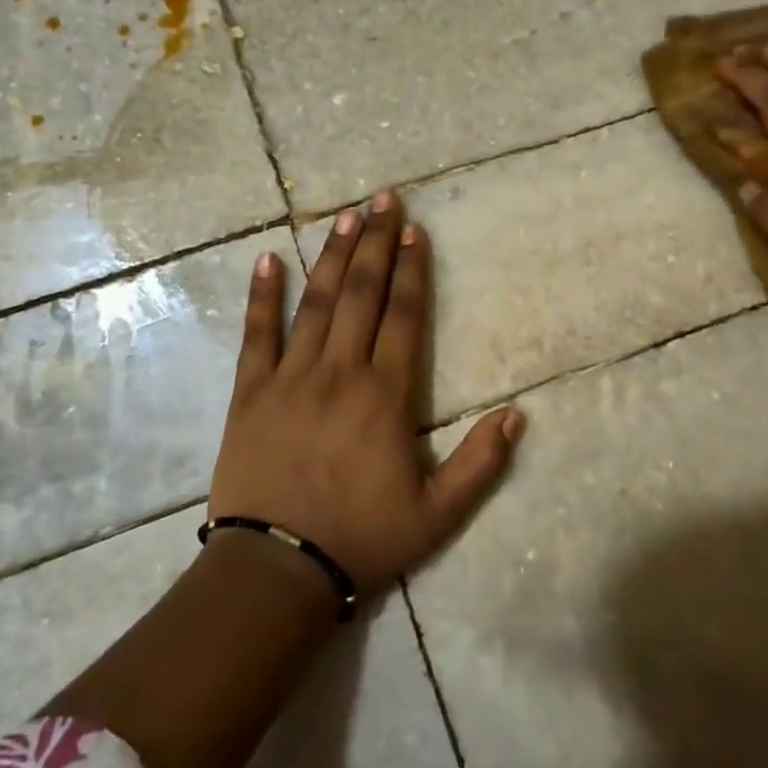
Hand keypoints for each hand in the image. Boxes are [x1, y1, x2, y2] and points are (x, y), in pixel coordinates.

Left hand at [209, 190, 522, 597]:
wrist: (276, 568)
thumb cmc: (361, 538)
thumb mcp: (436, 515)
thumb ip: (480, 464)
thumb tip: (517, 415)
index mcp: (385, 396)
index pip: (403, 317)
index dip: (412, 271)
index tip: (416, 232)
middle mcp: (340, 372)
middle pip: (362, 295)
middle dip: (376, 243)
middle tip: (384, 199)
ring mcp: (291, 377)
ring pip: (316, 303)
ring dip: (333, 256)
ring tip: (346, 216)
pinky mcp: (251, 391)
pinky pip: (257, 334)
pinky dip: (262, 296)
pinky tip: (268, 259)